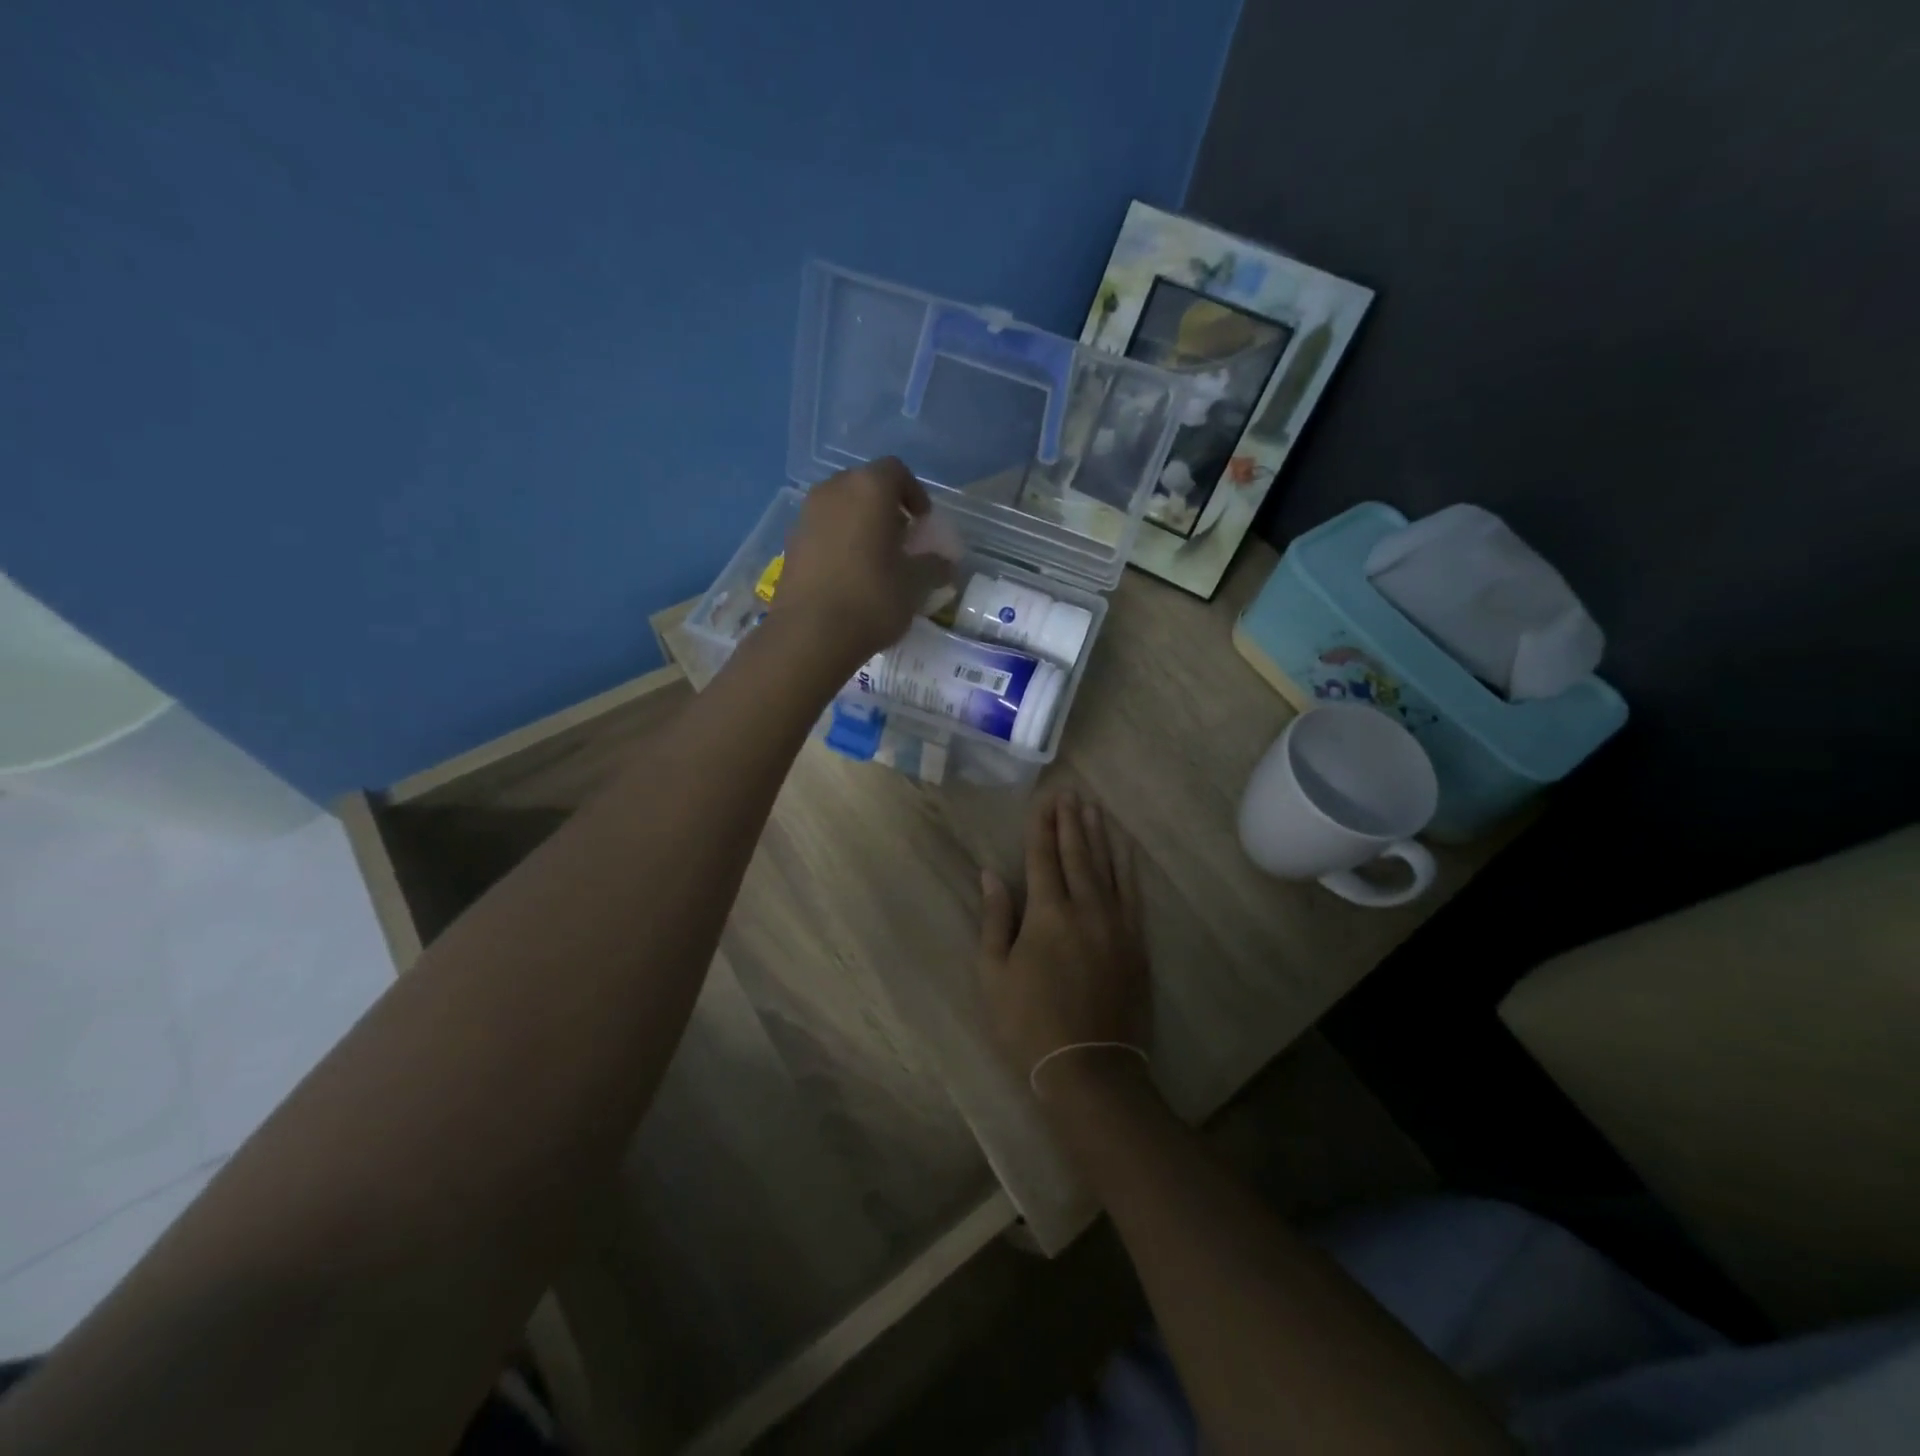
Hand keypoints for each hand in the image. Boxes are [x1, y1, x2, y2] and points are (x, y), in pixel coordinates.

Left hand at [770, 457, 954, 671]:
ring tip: (876, 557)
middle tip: (901, 538)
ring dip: (860, 523)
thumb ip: (933, 565)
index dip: (914, 493)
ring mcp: (806, 515)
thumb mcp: (915, 584)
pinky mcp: (790, 542)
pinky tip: (849, 573)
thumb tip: (944, 563)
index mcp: (868, 489)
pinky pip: (822, 529)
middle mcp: (833, 490)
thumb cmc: (871, 599)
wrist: (810, 634)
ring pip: (840, 506)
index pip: (896, 471)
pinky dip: (838, 540)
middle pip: (864, 485)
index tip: (923, 522)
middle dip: (885, 506)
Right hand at [979, 792, 1151, 1097]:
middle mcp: (1086, 908)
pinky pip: (1133, 891)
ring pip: (1108, 866)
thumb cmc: (1029, 1023)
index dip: (1042, 827)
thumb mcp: (993, 973)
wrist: (1089, 1067)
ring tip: (1094, 807)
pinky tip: (1125, 847)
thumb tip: (990, 874)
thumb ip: (995, 918)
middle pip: (1078, 854)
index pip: (1043, 857)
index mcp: (1047, 914)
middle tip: (1070, 793)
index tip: (1044, 799)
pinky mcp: (1136, 941)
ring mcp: (1116, 923)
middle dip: (1070, 821)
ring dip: (1099, 834)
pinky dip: (1128, 864)